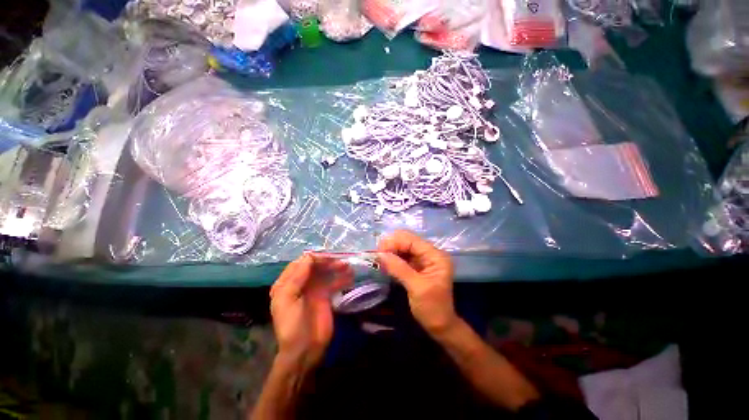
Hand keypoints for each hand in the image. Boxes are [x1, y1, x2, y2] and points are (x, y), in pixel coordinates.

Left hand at [269, 254, 352, 369]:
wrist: (305, 350)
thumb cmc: (292, 324)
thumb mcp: (288, 299)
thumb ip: (297, 277)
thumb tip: (309, 256)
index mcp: (287, 283)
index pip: (301, 263)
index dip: (314, 258)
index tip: (328, 258)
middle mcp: (301, 283)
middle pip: (315, 266)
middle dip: (328, 262)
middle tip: (341, 263)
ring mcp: (314, 289)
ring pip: (326, 272)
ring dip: (337, 268)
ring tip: (348, 267)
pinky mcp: (325, 296)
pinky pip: (334, 282)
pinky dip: (342, 278)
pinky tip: (350, 278)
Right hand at [377, 230, 457, 335]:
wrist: (440, 325)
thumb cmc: (432, 308)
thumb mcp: (416, 288)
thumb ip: (399, 269)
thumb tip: (380, 254)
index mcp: (435, 255)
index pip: (412, 240)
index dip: (394, 242)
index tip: (379, 252)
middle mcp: (430, 253)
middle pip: (407, 240)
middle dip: (391, 245)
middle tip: (378, 256)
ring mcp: (423, 259)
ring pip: (403, 247)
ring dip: (390, 251)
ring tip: (379, 260)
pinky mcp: (416, 265)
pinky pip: (402, 256)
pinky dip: (393, 258)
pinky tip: (385, 263)